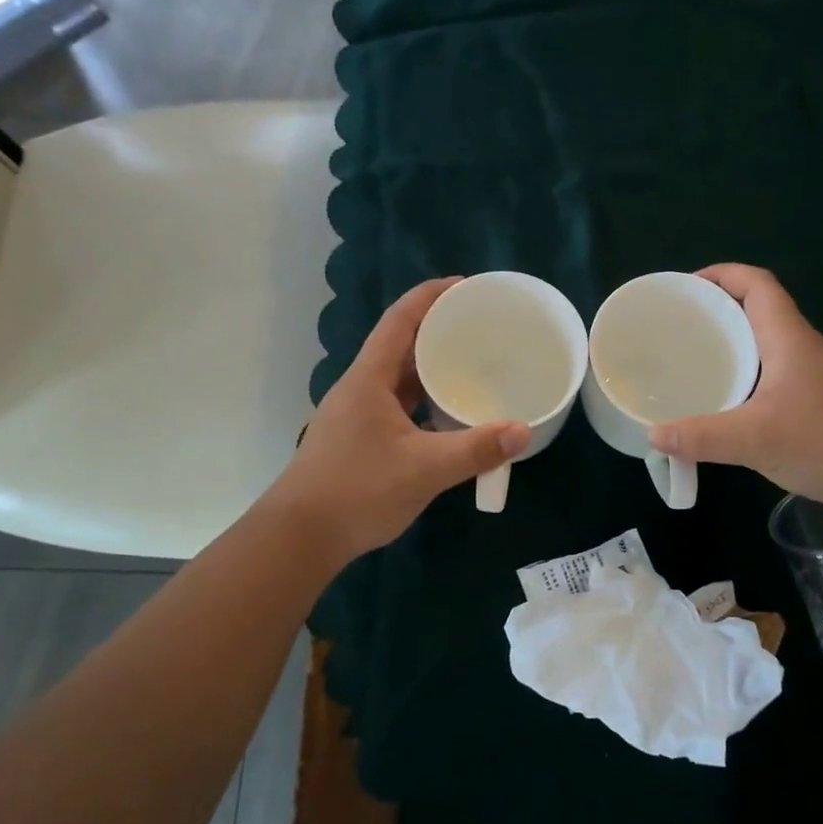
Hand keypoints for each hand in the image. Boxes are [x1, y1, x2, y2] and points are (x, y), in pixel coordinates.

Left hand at [266, 278, 531, 560]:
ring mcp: (356, 414)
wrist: (300, 538)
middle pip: (400, 345)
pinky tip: (447, 414)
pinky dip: (423, 400)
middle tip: (480, 327)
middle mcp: (360, 388)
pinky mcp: (358, 438)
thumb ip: (475, 449)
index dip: (430, 296)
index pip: (400, 320)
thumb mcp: (424, 469)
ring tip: (470, 364)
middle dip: (438, 330)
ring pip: (398, 378)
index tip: (465, 285)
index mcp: (369, 379)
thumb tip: (522, 431)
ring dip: (430, 367)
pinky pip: (397, 405)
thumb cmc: (357, 491)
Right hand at [647, 265, 822, 524]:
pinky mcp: (814, 410)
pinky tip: (720, 412)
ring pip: (762, 352)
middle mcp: (801, 351)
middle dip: (715, 315)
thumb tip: (652, 435)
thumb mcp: (758, 438)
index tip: (684, 288)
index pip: (757, 284)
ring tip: (687, 368)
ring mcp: (811, 382)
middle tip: (674, 332)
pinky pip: (768, 385)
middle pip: (756, 314)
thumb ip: (702, 436)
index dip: (722, 275)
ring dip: (728, 353)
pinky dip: (741, 387)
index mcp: (789, 338)